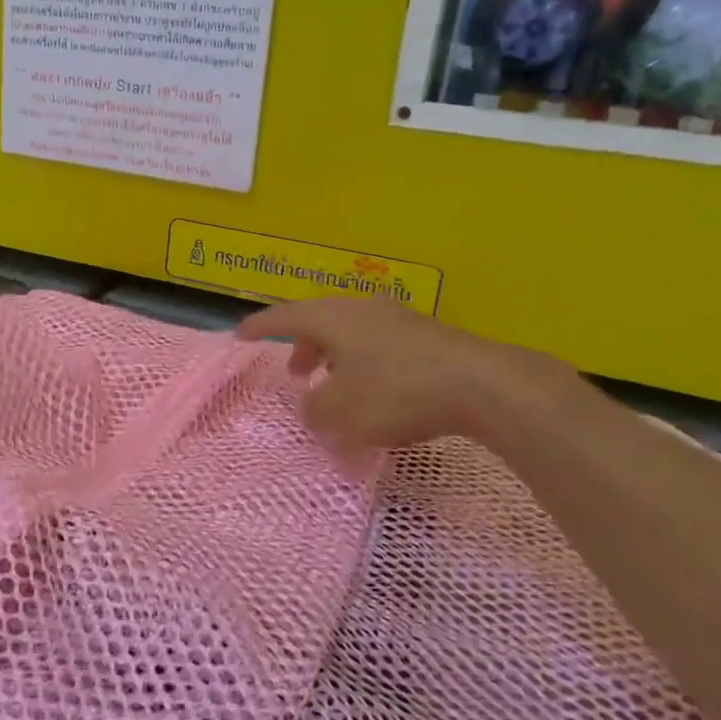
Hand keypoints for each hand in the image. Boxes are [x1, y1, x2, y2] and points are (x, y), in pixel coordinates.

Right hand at [236, 297, 573, 448]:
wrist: (481, 385)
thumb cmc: (396, 391)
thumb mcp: (341, 410)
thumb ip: (315, 409)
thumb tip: (313, 406)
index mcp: (333, 317)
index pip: (284, 316)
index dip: (259, 327)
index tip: (239, 335)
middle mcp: (363, 309)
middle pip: (321, 322)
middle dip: (304, 348)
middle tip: (297, 373)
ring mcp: (399, 319)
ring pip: (353, 334)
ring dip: (336, 359)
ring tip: (336, 388)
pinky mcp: (429, 338)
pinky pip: (381, 347)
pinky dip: (366, 366)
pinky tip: (378, 394)